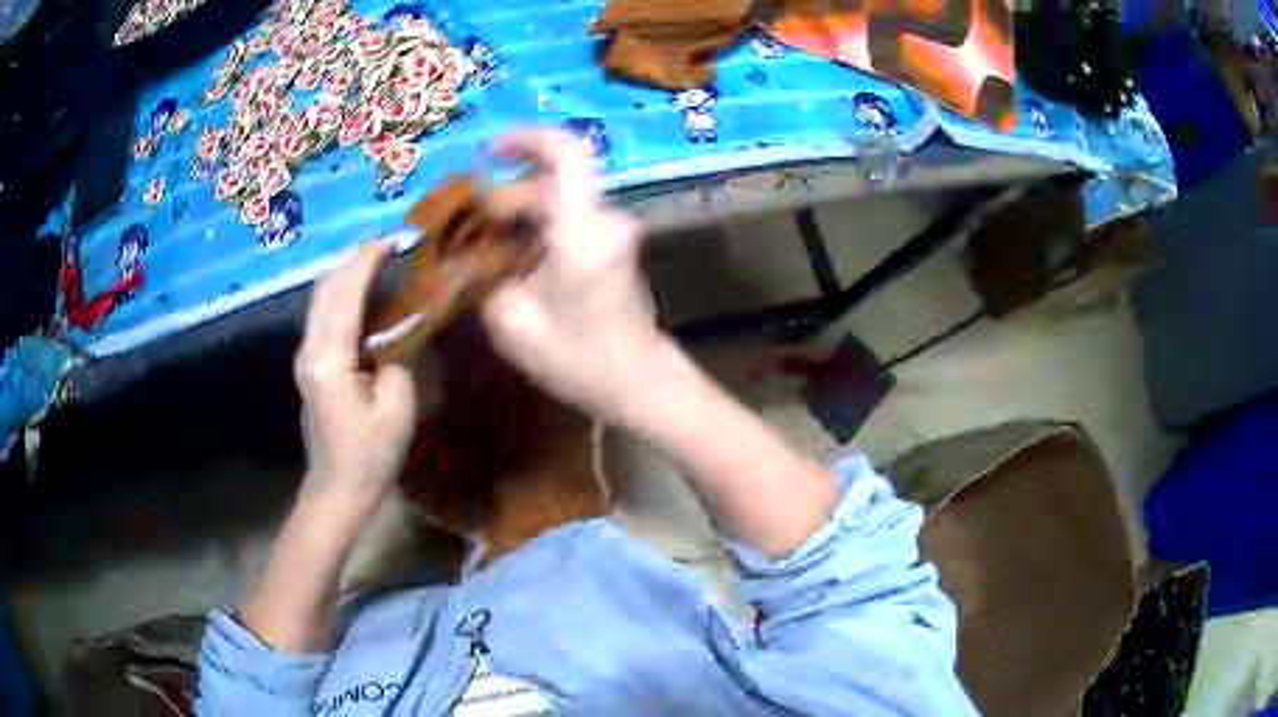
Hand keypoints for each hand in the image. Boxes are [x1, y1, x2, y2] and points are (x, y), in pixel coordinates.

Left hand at [294, 241, 415, 502]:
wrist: (337, 490)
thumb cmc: (369, 456)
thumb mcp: (397, 408)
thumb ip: (397, 359)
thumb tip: (396, 332)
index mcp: (329, 359)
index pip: (345, 293)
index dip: (367, 261)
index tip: (394, 239)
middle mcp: (309, 349)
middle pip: (326, 288)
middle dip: (354, 260)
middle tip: (390, 247)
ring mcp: (305, 357)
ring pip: (321, 299)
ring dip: (346, 275)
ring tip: (380, 263)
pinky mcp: (310, 365)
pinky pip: (323, 316)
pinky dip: (342, 295)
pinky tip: (364, 295)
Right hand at [480, 129, 667, 422]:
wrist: (640, 384)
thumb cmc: (580, 359)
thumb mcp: (514, 324)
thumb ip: (484, 279)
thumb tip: (464, 254)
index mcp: (581, 230)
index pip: (565, 153)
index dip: (526, 139)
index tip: (489, 152)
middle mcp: (603, 220)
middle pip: (548, 183)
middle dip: (503, 198)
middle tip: (463, 230)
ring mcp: (611, 233)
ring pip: (556, 203)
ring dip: (517, 217)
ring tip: (478, 250)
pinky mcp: (611, 248)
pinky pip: (567, 222)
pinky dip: (535, 230)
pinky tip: (507, 260)